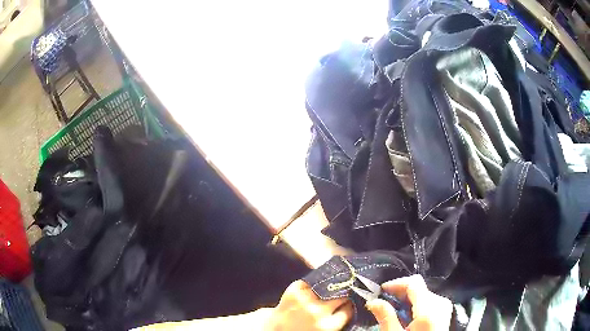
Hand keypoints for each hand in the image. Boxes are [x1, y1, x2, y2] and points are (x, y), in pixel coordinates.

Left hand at [264, 280, 353, 330]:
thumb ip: (335, 321)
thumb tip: (349, 305)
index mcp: (328, 327)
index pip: (348, 309)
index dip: (348, 305)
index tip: (347, 303)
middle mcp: (318, 313)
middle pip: (341, 296)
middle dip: (342, 295)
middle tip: (340, 295)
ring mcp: (304, 301)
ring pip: (327, 286)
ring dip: (328, 287)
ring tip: (327, 289)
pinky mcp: (292, 292)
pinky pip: (308, 282)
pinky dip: (310, 285)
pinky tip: (310, 289)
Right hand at [366, 274, 451, 330]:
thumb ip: (386, 317)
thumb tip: (373, 301)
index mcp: (429, 308)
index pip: (414, 283)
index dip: (396, 283)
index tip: (380, 290)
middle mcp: (440, 303)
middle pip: (419, 288)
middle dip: (400, 293)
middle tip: (384, 302)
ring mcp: (444, 308)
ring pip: (423, 294)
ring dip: (407, 299)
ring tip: (393, 310)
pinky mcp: (444, 314)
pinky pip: (429, 302)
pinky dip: (415, 305)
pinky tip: (406, 316)